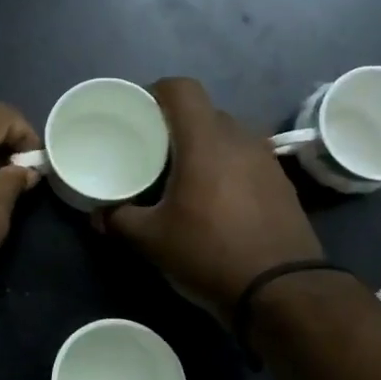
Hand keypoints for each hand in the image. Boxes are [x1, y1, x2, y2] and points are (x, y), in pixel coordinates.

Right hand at [100, 77, 323, 319]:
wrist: (282, 290)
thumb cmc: (209, 253)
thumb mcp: (151, 240)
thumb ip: (119, 220)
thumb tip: (98, 215)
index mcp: (205, 140)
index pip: (181, 89)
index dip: (155, 92)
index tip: (137, 114)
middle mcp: (239, 138)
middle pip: (203, 112)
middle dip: (176, 125)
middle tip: (152, 150)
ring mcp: (266, 160)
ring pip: (227, 136)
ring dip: (203, 146)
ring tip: (182, 175)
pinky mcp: (281, 183)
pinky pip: (245, 159)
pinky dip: (226, 167)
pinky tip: (213, 199)